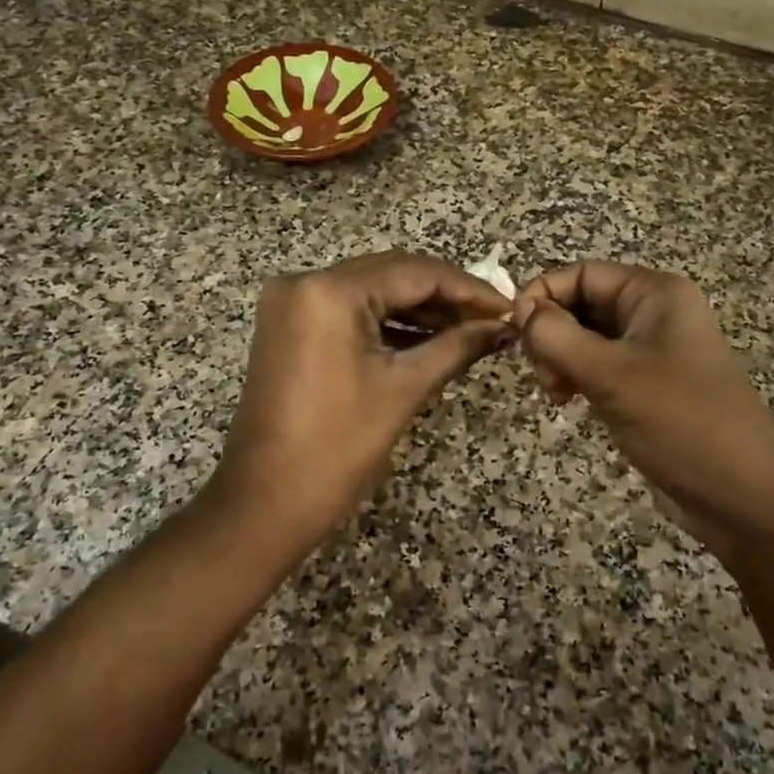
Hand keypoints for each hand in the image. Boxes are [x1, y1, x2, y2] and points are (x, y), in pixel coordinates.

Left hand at [208, 250, 511, 552]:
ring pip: (370, 291)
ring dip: (417, 309)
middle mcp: (304, 282)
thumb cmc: (338, 448)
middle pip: (390, 274)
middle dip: (444, 295)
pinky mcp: (288, 327)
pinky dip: (386, 323)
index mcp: (330, 292)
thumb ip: (456, 346)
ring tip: (468, 330)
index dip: (467, 289)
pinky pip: (347, 312)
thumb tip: (500, 327)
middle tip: (491, 317)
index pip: (414, 273)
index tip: (507, 307)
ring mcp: (290, 304)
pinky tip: (427, 338)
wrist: (266, 501)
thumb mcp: (404, 389)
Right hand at [512, 261, 773, 553]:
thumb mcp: (611, 374)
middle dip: (551, 331)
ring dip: (560, 358)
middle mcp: (654, 314)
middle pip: (583, 303)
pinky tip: (567, 400)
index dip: (543, 294)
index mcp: (655, 295)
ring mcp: (652, 351)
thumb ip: (557, 336)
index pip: (583, 273)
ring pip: (586, 337)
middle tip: (541, 372)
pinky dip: (576, 377)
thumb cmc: (679, 422)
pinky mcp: (647, 385)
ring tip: (555, 392)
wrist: (741, 495)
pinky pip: (599, 366)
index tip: (514, 332)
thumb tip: (519, 308)